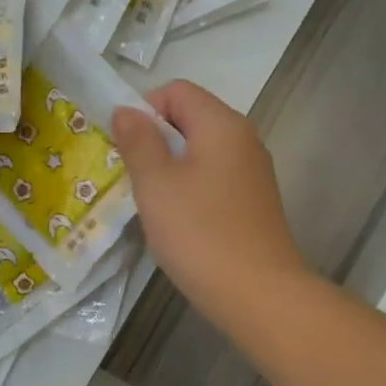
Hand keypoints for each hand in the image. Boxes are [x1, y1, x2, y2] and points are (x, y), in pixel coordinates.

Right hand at [111, 80, 309, 330]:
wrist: (259, 294)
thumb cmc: (201, 233)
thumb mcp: (156, 184)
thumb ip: (138, 142)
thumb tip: (127, 111)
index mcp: (223, 124)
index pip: (177, 90)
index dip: (145, 109)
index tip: (126, 148)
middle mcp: (245, 140)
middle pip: (192, 120)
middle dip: (157, 142)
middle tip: (135, 180)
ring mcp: (254, 174)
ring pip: (203, 154)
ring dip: (172, 171)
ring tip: (155, 206)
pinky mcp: (256, 204)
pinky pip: (216, 182)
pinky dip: (193, 192)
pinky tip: (182, 225)